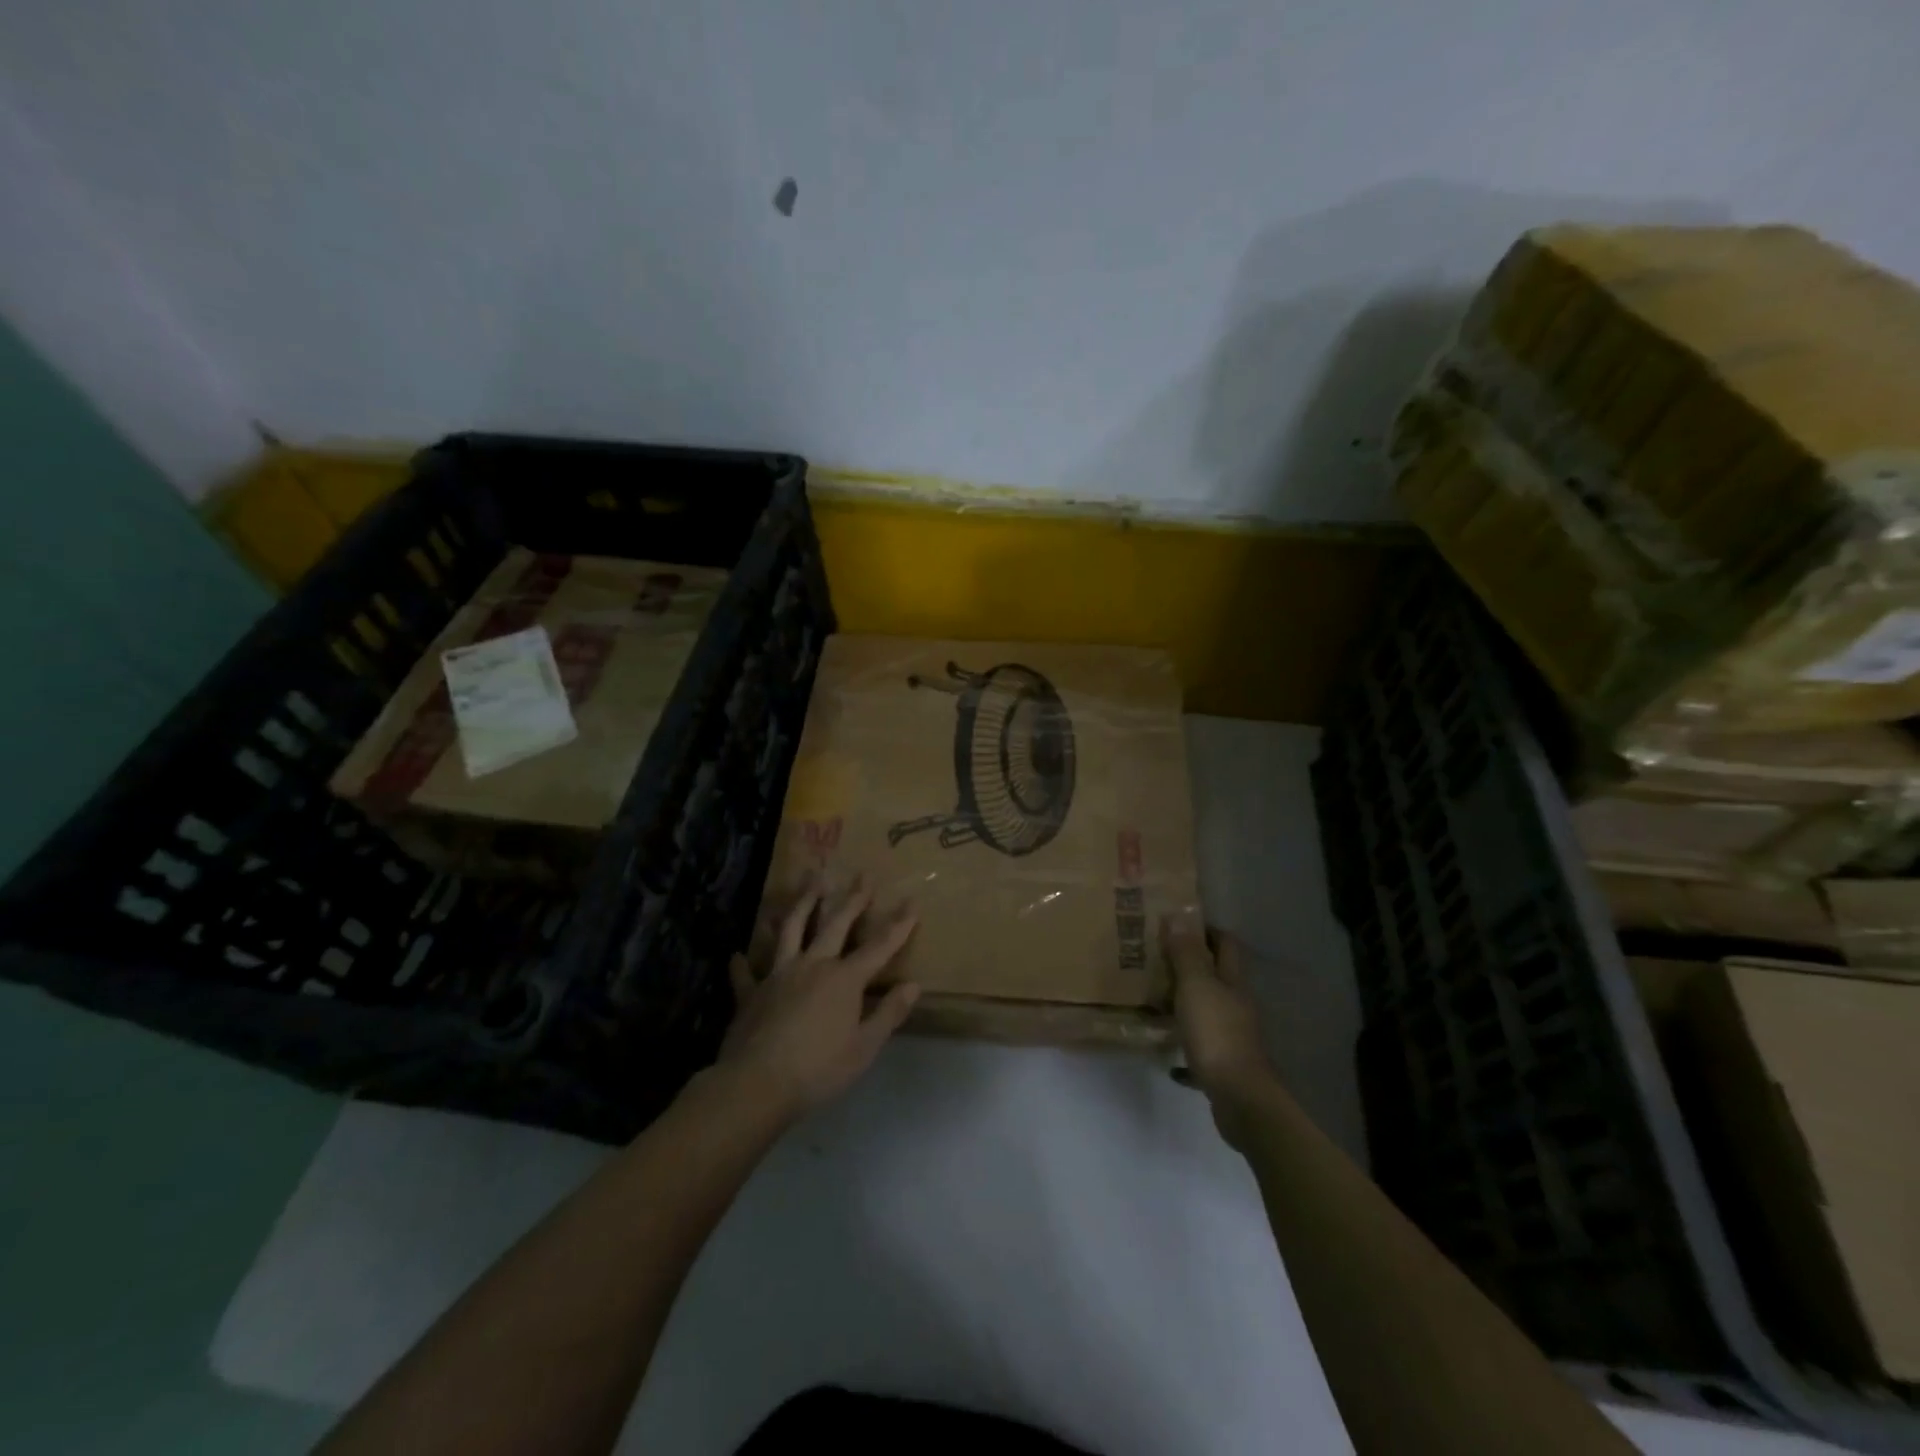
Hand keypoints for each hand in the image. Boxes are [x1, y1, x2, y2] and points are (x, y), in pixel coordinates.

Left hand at [718, 874, 919, 1121]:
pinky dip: (743, 964)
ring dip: (802, 904)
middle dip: (852, 899)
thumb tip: (914, 986)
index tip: (911, 902)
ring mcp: (779, 975)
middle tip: (862, 875)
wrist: (756, 1084)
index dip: (898, 925)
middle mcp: (813, 966)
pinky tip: (738, 955)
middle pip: (835, 925)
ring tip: (810, 881)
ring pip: (792, 930)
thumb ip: (888, 1014)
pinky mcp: (751, 993)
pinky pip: (747, 974)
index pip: (879, 946)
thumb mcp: (864, 1048)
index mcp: (844, 979)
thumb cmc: (818, 1069)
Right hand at [1164, 915, 1276, 1137]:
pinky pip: (1201, 1050)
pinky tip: (1168, 1059)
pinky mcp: (1225, 1065)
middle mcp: (1237, 1005)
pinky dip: (1186, 1049)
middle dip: (1191, 966)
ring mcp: (1233, 1036)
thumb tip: (1178, 915)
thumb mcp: (1195, 986)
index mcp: (1233, 982)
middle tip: (1157, 960)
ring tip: (1155, 1001)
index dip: (1206, 930)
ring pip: (1209, 1011)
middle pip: (1217, 977)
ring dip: (1186, 1005)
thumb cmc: (1216, 1032)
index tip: (1177, 925)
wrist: (1239, 1097)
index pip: (1225, 944)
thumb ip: (1185, 953)